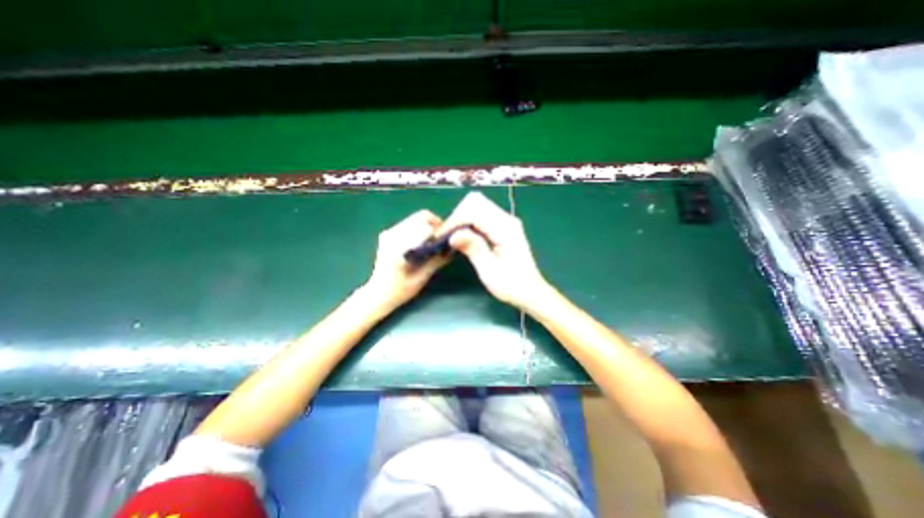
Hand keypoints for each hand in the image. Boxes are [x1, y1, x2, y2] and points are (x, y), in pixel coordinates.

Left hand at [363, 209, 450, 311]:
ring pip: (416, 219)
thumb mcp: (421, 278)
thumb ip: (437, 261)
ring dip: (428, 227)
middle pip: (420, 217)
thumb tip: (453, 248)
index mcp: (399, 246)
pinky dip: (420, 229)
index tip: (447, 240)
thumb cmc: (400, 289)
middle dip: (435, 225)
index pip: (425, 225)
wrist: (377, 293)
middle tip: (442, 240)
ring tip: (433, 243)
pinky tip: (422, 244)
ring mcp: (389, 232)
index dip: (440, 229)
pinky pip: (409, 224)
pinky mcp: (388, 233)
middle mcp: (392, 234)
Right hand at [438, 192, 545, 309]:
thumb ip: (473, 248)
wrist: (530, 291)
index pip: (474, 211)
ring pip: (478, 207)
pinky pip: (483, 216)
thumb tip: (453, 235)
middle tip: (447, 236)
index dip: (456, 221)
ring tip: (453, 237)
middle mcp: (507, 220)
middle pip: (476, 202)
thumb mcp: (489, 270)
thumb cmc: (511, 285)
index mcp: (505, 228)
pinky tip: (464, 237)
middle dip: (458, 216)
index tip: (442, 236)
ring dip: (463, 218)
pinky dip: (470, 223)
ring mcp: (506, 222)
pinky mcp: (504, 227)